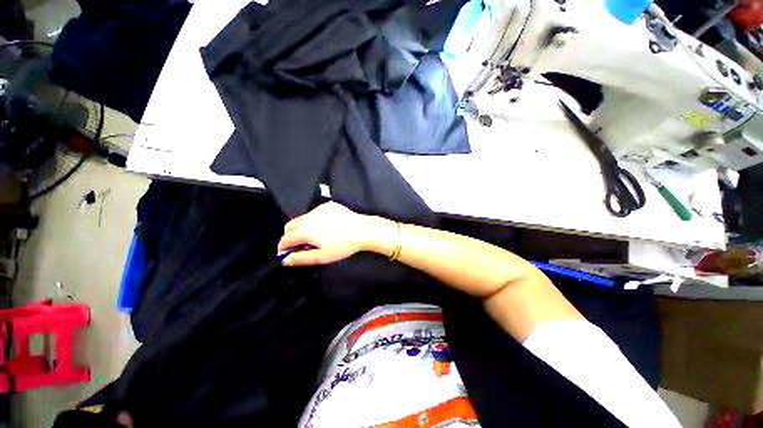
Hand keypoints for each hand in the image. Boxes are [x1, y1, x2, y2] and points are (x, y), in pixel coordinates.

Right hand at [277, 202, 375, 265]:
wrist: (363, 230)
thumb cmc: (343, 246)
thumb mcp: (322, 256)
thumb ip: (301, 258)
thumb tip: (285, 260)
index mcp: (306, 230)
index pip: (285, 238)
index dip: (283, 247)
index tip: (286, 253)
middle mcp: (309, 216)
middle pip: (290, 225)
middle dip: (290, 235)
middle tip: (300, 245)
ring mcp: (320, 209)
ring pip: (303, 218)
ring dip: (303, 227)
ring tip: (316, 236)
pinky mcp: (329, 205)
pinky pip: (316, 212)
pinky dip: (315, 219)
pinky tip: (327, 226)